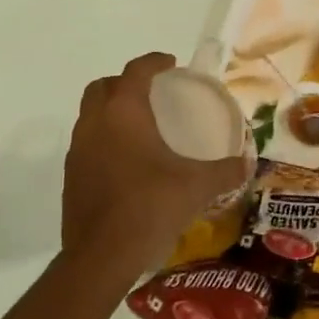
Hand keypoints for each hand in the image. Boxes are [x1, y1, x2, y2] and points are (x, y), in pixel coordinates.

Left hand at [62, 52, 250, 282]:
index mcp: (123, 112)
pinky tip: (126, 162)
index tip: (171, 63)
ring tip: (140, 126)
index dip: (154, 62)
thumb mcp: (196, 187)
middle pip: (103, 86)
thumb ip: (225, 171)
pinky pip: (87, 143)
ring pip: (90, 115)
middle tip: (152, 93)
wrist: (101, 256)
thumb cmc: (150, 207)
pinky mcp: (70, 176)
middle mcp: (94, 123)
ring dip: (111, 111)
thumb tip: (248, 164)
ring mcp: (77, 150)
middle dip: (126, 82)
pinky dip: (104, 140)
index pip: (136, 71)